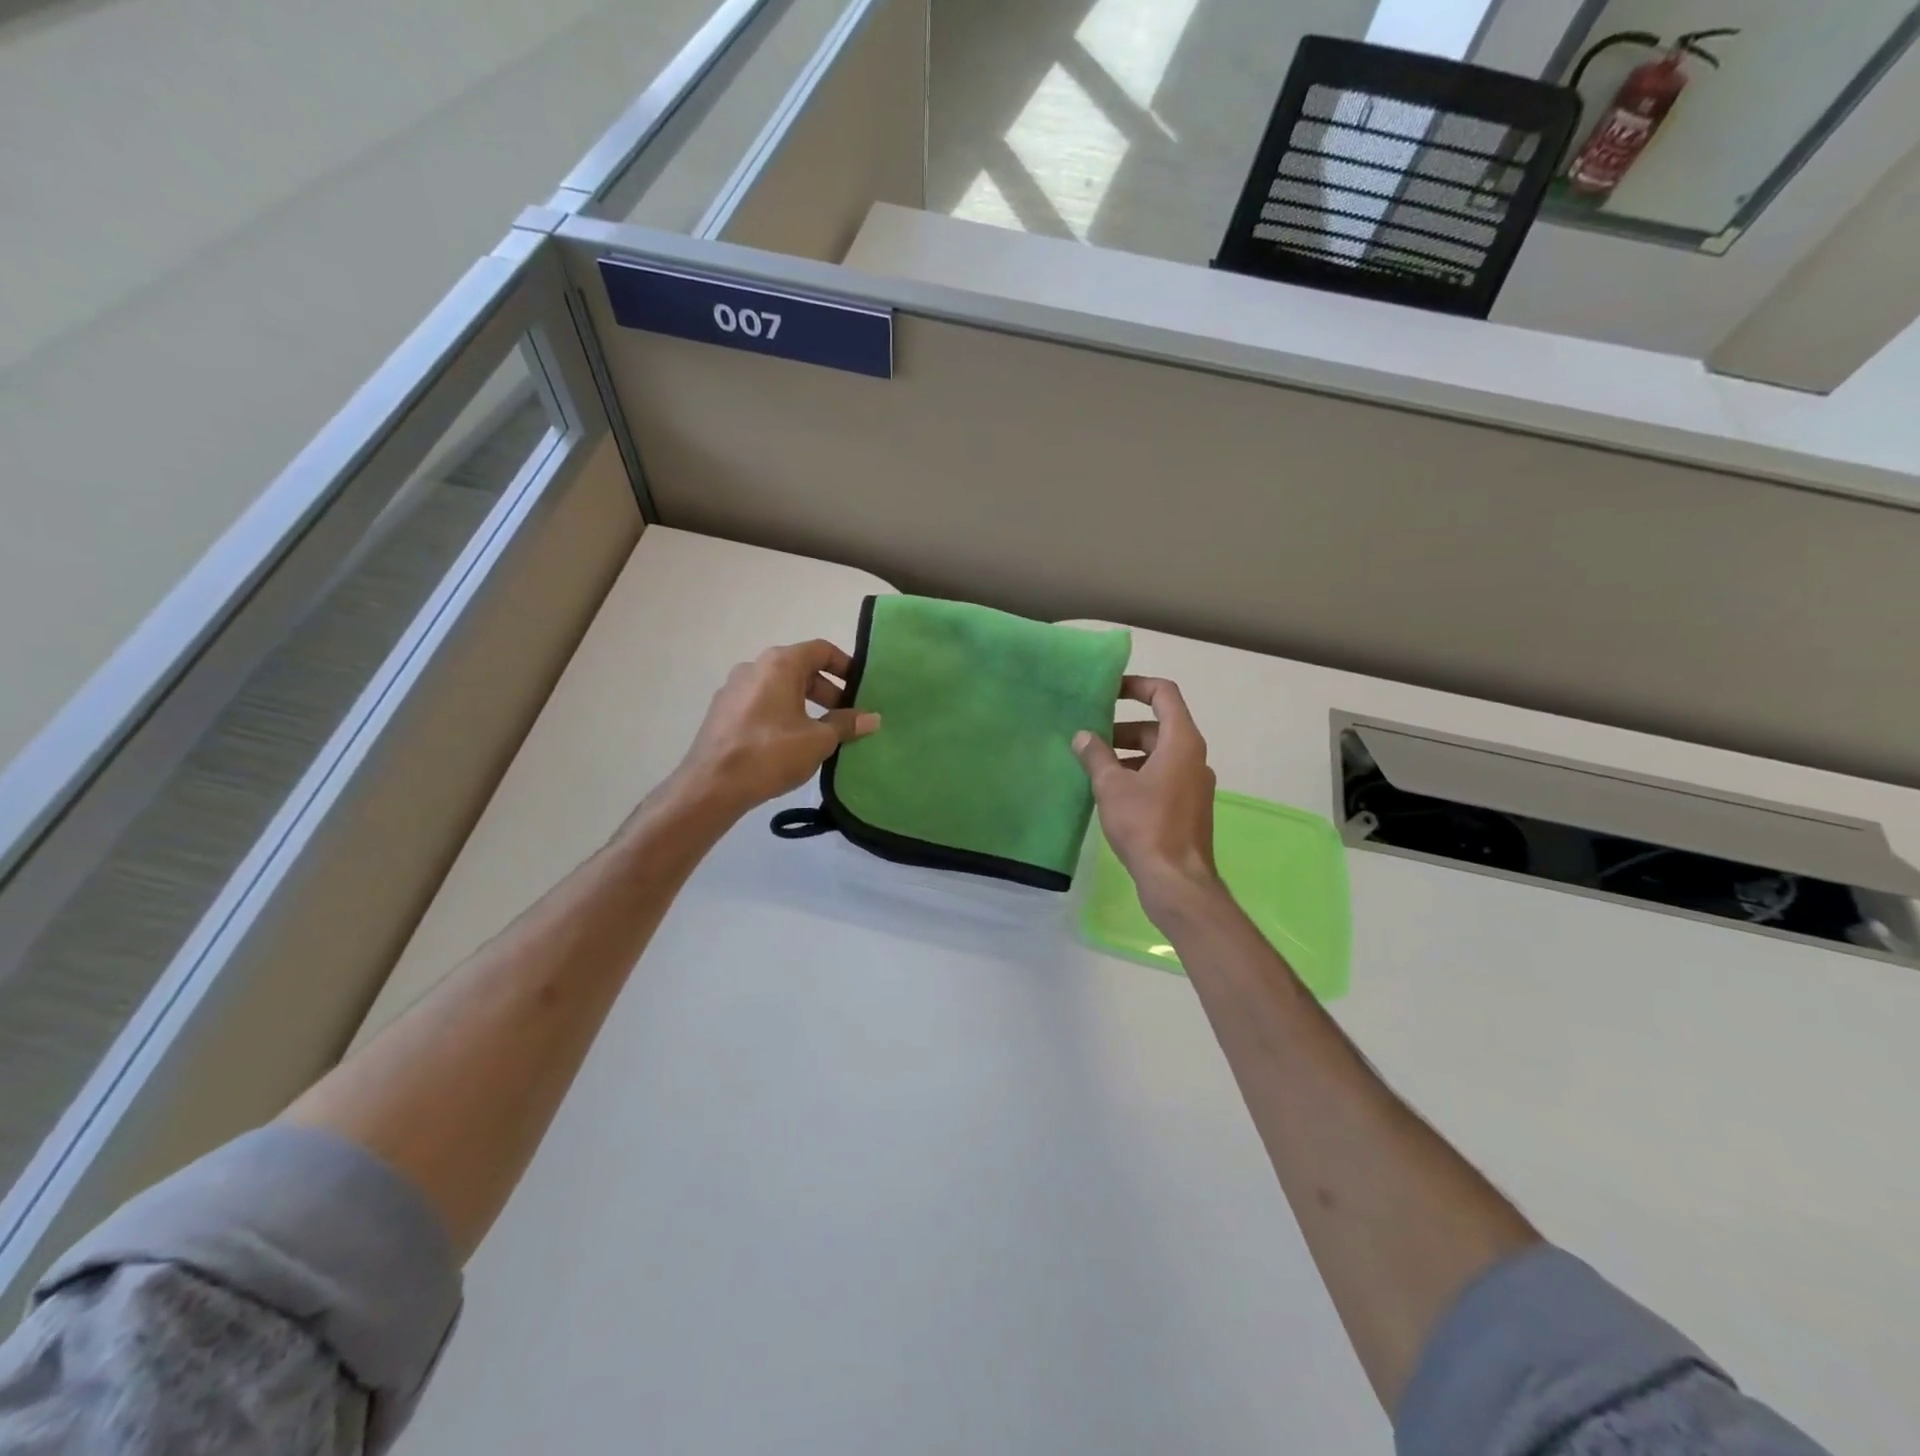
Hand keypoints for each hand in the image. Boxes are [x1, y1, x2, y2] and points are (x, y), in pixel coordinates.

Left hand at [676, 640, 879, 814]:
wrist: (711, 786)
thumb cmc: (770, 754)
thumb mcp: (818, 741)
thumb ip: (846, 724)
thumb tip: (872, 717)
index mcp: (779, 664)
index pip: (821, 650)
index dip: (846, 666)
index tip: (862, 689)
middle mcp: (754, 667)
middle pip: (800, 668)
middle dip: (828, 690)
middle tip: (846, 716)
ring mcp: (734, 688)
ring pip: (780, 687)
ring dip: (806, 704)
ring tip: (822, 732)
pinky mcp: (723, 711)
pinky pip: (762, 703)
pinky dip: (783, 713)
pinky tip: (791, 742)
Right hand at [1073, 676, 1222, 922]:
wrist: (1177, 881)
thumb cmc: (1145, 825)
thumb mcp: (1111, 786)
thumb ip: (1096, 756)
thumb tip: (1082, 736)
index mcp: (1182, 742)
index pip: (1164, 694)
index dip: (1137, 685)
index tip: (1108, 691)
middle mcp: (1194, 757)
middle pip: (1159, 726)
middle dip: (1123, 728)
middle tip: (1091, 737)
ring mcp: (1194, 783)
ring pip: (1159, 754)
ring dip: (1128, 754)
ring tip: (1094, 766)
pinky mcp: (1189, 807)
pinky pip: (1163, 776)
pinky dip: (1139, 774)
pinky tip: (1112, 793)